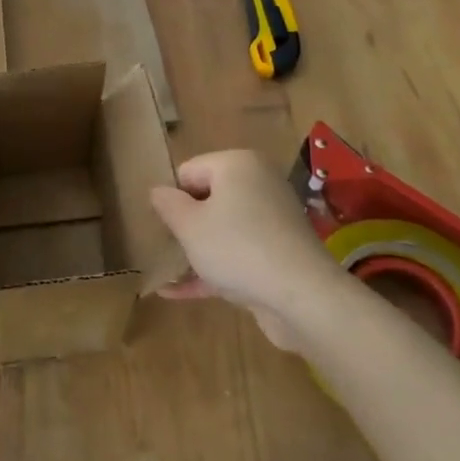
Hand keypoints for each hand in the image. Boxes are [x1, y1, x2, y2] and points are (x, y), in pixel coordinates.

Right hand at [149, 150, 342, 352]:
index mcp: (237, 164)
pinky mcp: (278, 253)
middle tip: (164, 249)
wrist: (302, 296)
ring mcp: (271, 221)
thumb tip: (157, 191)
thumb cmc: (236, 247)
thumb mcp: (189, 225)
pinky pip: (237, 254)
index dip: (171, 198)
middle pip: (208, 199)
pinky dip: (211, 269)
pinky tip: (176, 293)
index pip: (189, 171)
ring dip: (196, 250)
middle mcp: (258, 184)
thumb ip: (167, 205)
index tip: (161, 226)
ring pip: (223, 229)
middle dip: (184, 224)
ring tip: (166, 272)